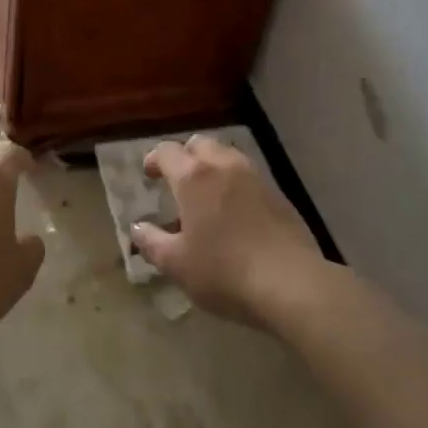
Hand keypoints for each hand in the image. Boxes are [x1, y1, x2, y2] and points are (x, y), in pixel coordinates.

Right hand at [134, 135, 324, 325]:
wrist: (290, 283)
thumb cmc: (223, 271)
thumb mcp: (176, 264)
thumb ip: (152, 242)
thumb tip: (137, 227)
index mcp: (193, 177)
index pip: (168, 151)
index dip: (155, 159)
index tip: (149, 174)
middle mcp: (224, 166)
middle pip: (200, 144)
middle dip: (185, 156)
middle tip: (177, 180)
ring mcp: (255, 177)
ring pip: (227, 156)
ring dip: (212, 166)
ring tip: (206, 194)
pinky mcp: (278, 194)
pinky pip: (248, 176)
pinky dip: (234, 183)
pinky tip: (234, 211)